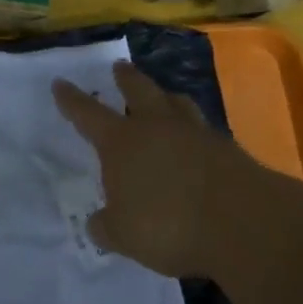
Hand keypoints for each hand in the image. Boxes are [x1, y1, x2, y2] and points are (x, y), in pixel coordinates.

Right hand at [53, 61, 262, 276]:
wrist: (242, 222)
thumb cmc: (169, 225)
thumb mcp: (124, 236)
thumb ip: (107, 226)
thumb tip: (99, 222)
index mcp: (122, 142)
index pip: (88, 114)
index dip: (72, 100)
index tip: (60, 83)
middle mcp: (156, 126)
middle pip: (138, 90)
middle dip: (125, 78)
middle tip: (119, 67)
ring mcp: (195, 132)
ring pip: (175, 102)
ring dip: (164, 96)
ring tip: (162, 95)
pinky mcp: (226, 147)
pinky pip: (202, 128)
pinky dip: (193, 129)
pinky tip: (194, 140)